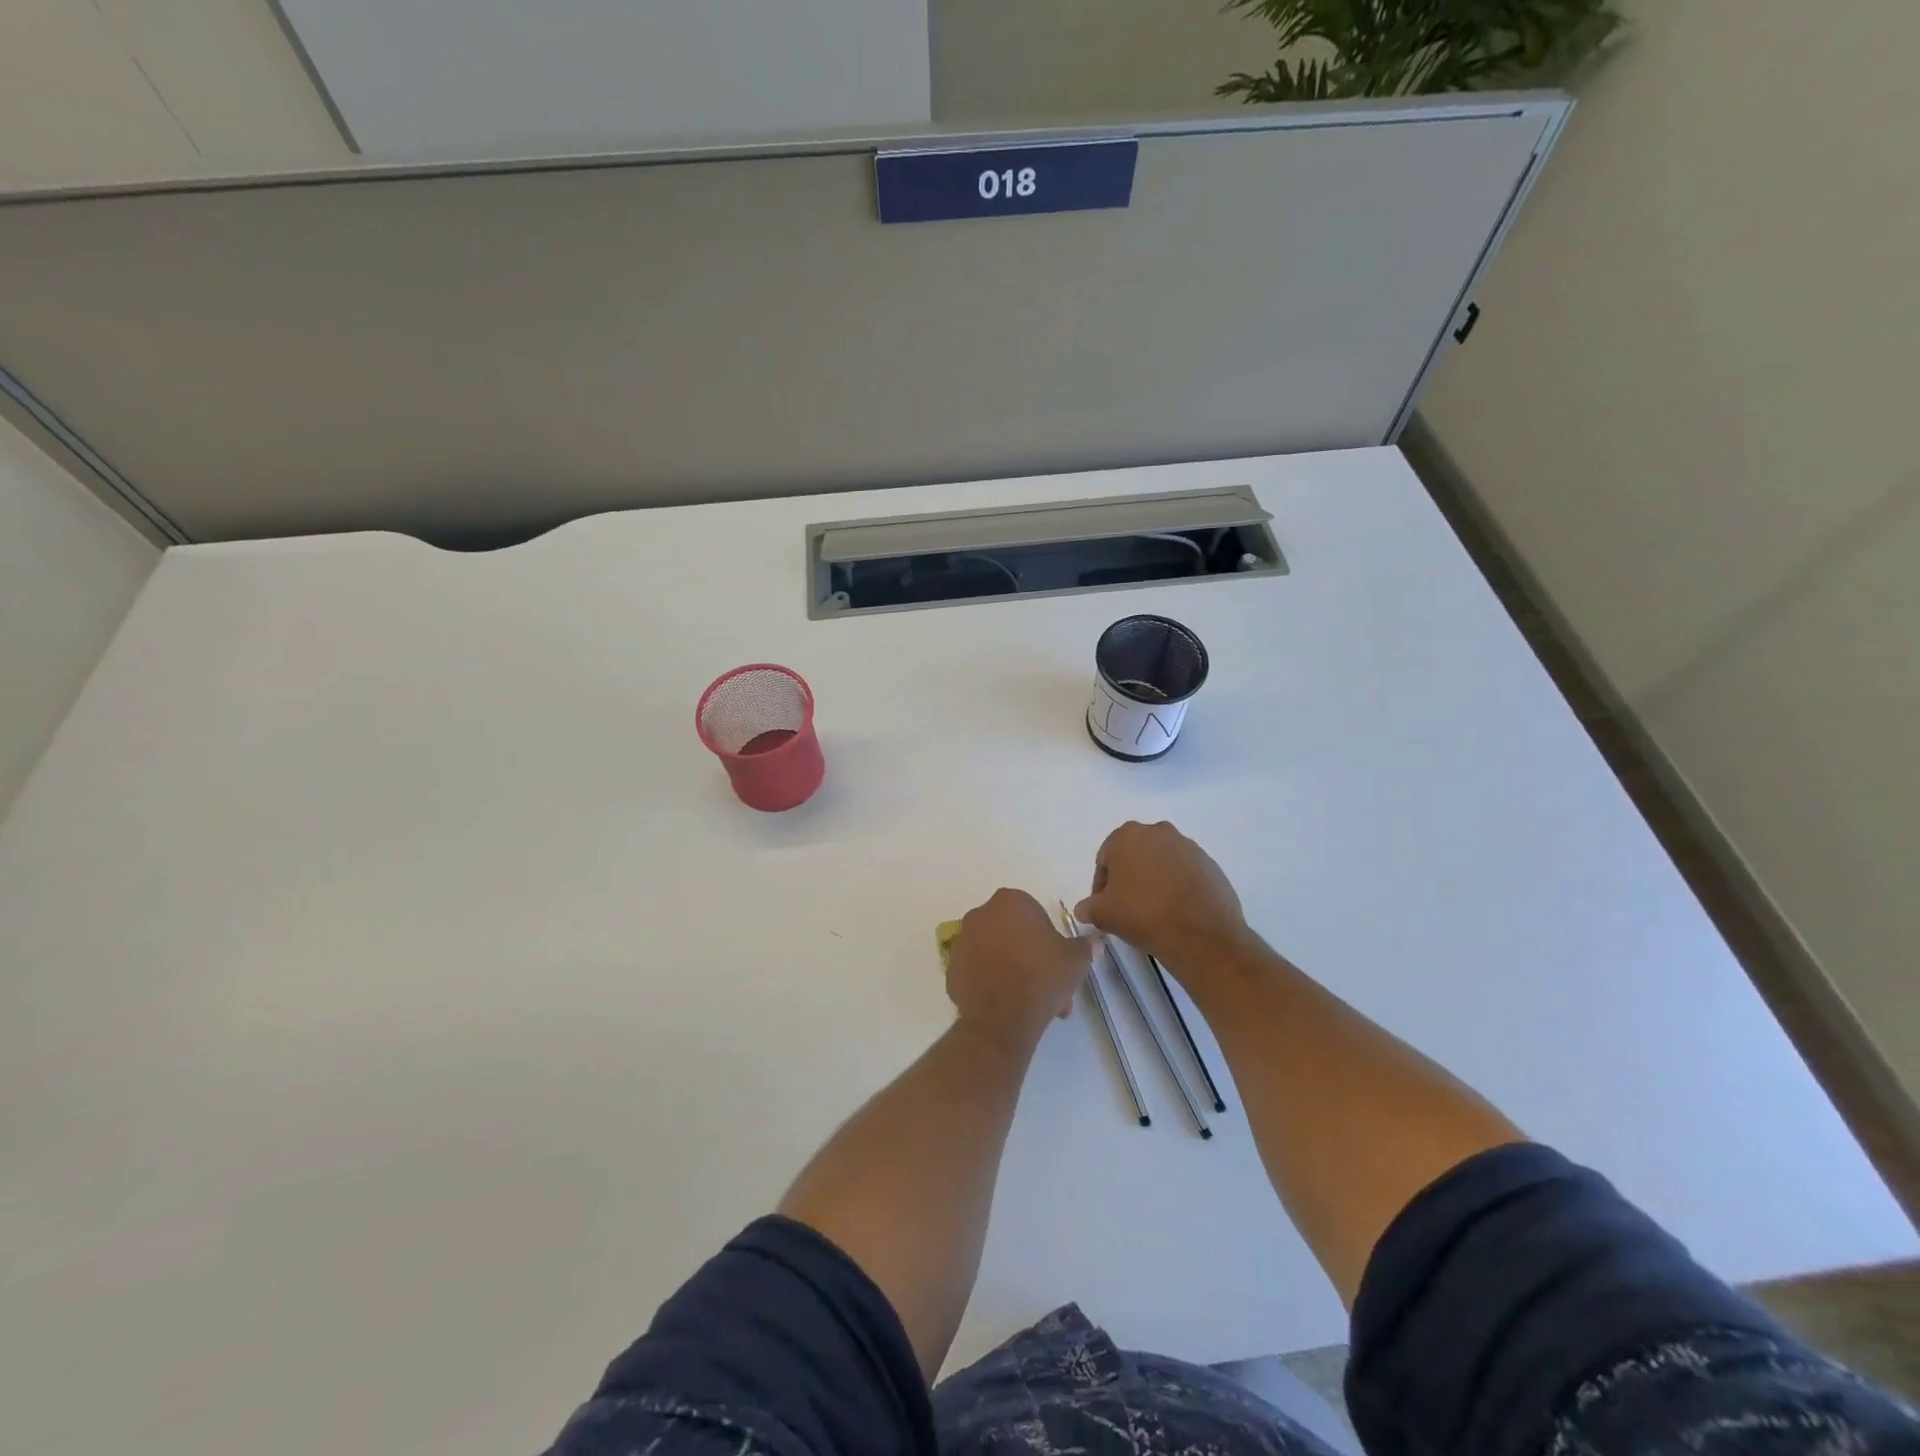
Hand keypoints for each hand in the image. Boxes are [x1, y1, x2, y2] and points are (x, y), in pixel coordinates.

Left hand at [946, 890, 1089, 1048]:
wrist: (1001, 1018)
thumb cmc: (1041, 977)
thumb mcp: (1075, 960)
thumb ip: (1085, 945)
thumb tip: (1094, 941)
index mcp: (1009, 902)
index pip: (1034, 913)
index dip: (1048, 938)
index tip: (1057, 962)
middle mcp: (980, 914)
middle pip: (1013, 934)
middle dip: (1031, 958)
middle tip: (1047, 986)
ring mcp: (962, 941)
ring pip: (995, 953)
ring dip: (1012, 970)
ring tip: (1029, 1002)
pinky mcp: (951, 968)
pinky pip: (977, 971)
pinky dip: (990, 982)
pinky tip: (1006, 1003)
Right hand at [1075, 821, 1253, 972]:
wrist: (1201, 935)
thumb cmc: (1143, 915)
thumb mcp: (1104, 914)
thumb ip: (1089, 907)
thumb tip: (1083, 909)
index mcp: (1128, 835)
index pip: (1105, 859)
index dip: (1102, 886)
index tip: (1105, 907)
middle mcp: (1159, 832)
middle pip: (1135, 856)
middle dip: (1129, 878)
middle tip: (1127, 907)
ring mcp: (1189, 847)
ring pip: (1162, 863)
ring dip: (1155, 881)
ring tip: (1154, 911)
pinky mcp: (1211, 865)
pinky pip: (1186, 873)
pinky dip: (1178, 887)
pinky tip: (1177, 911)